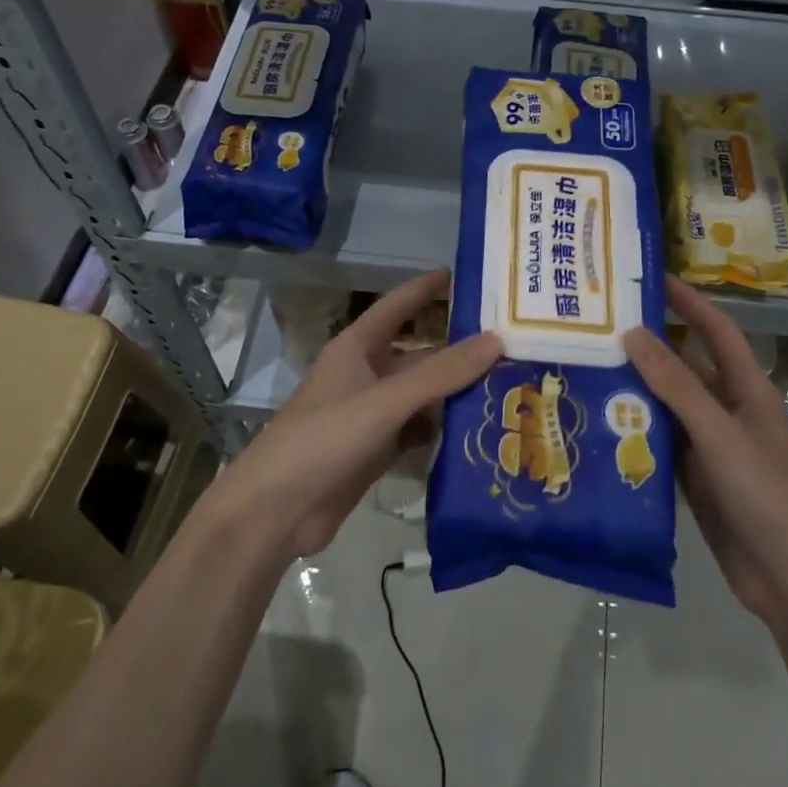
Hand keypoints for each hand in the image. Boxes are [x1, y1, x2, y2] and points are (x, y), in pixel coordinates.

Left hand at [206, 270, 501, 561]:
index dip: (427, 288)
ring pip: (423, 394)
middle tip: (512, 344)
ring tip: (511, 385)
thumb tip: (496, 339)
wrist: (276, 512)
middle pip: (419, 354)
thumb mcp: (384, 401)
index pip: (397, 305)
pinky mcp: (378, 449)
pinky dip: (445, 428)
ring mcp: (372, 414)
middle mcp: (366, 374)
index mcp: (356, 348)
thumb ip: (440, 374)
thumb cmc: (324, 440)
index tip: (468, 275)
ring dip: (458, 392)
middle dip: (459, 350)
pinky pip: (419, 429)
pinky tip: (481, 429)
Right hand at [623, 277, 787, 624]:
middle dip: (648, 346)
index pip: (717, 331)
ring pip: (667, 407)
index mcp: (747, 391)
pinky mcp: (694, 480)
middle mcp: (728, 412)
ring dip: (635, 390)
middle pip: (685, 367)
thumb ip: (677, 386)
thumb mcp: (720, 435)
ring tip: (586, 369)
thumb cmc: (767, 495)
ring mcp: (710, 447)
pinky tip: (599, 424)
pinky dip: (634, 433)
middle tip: (598, 328)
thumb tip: (633, 333)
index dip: (689, 302)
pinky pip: (660, 445)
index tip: (652, 278)